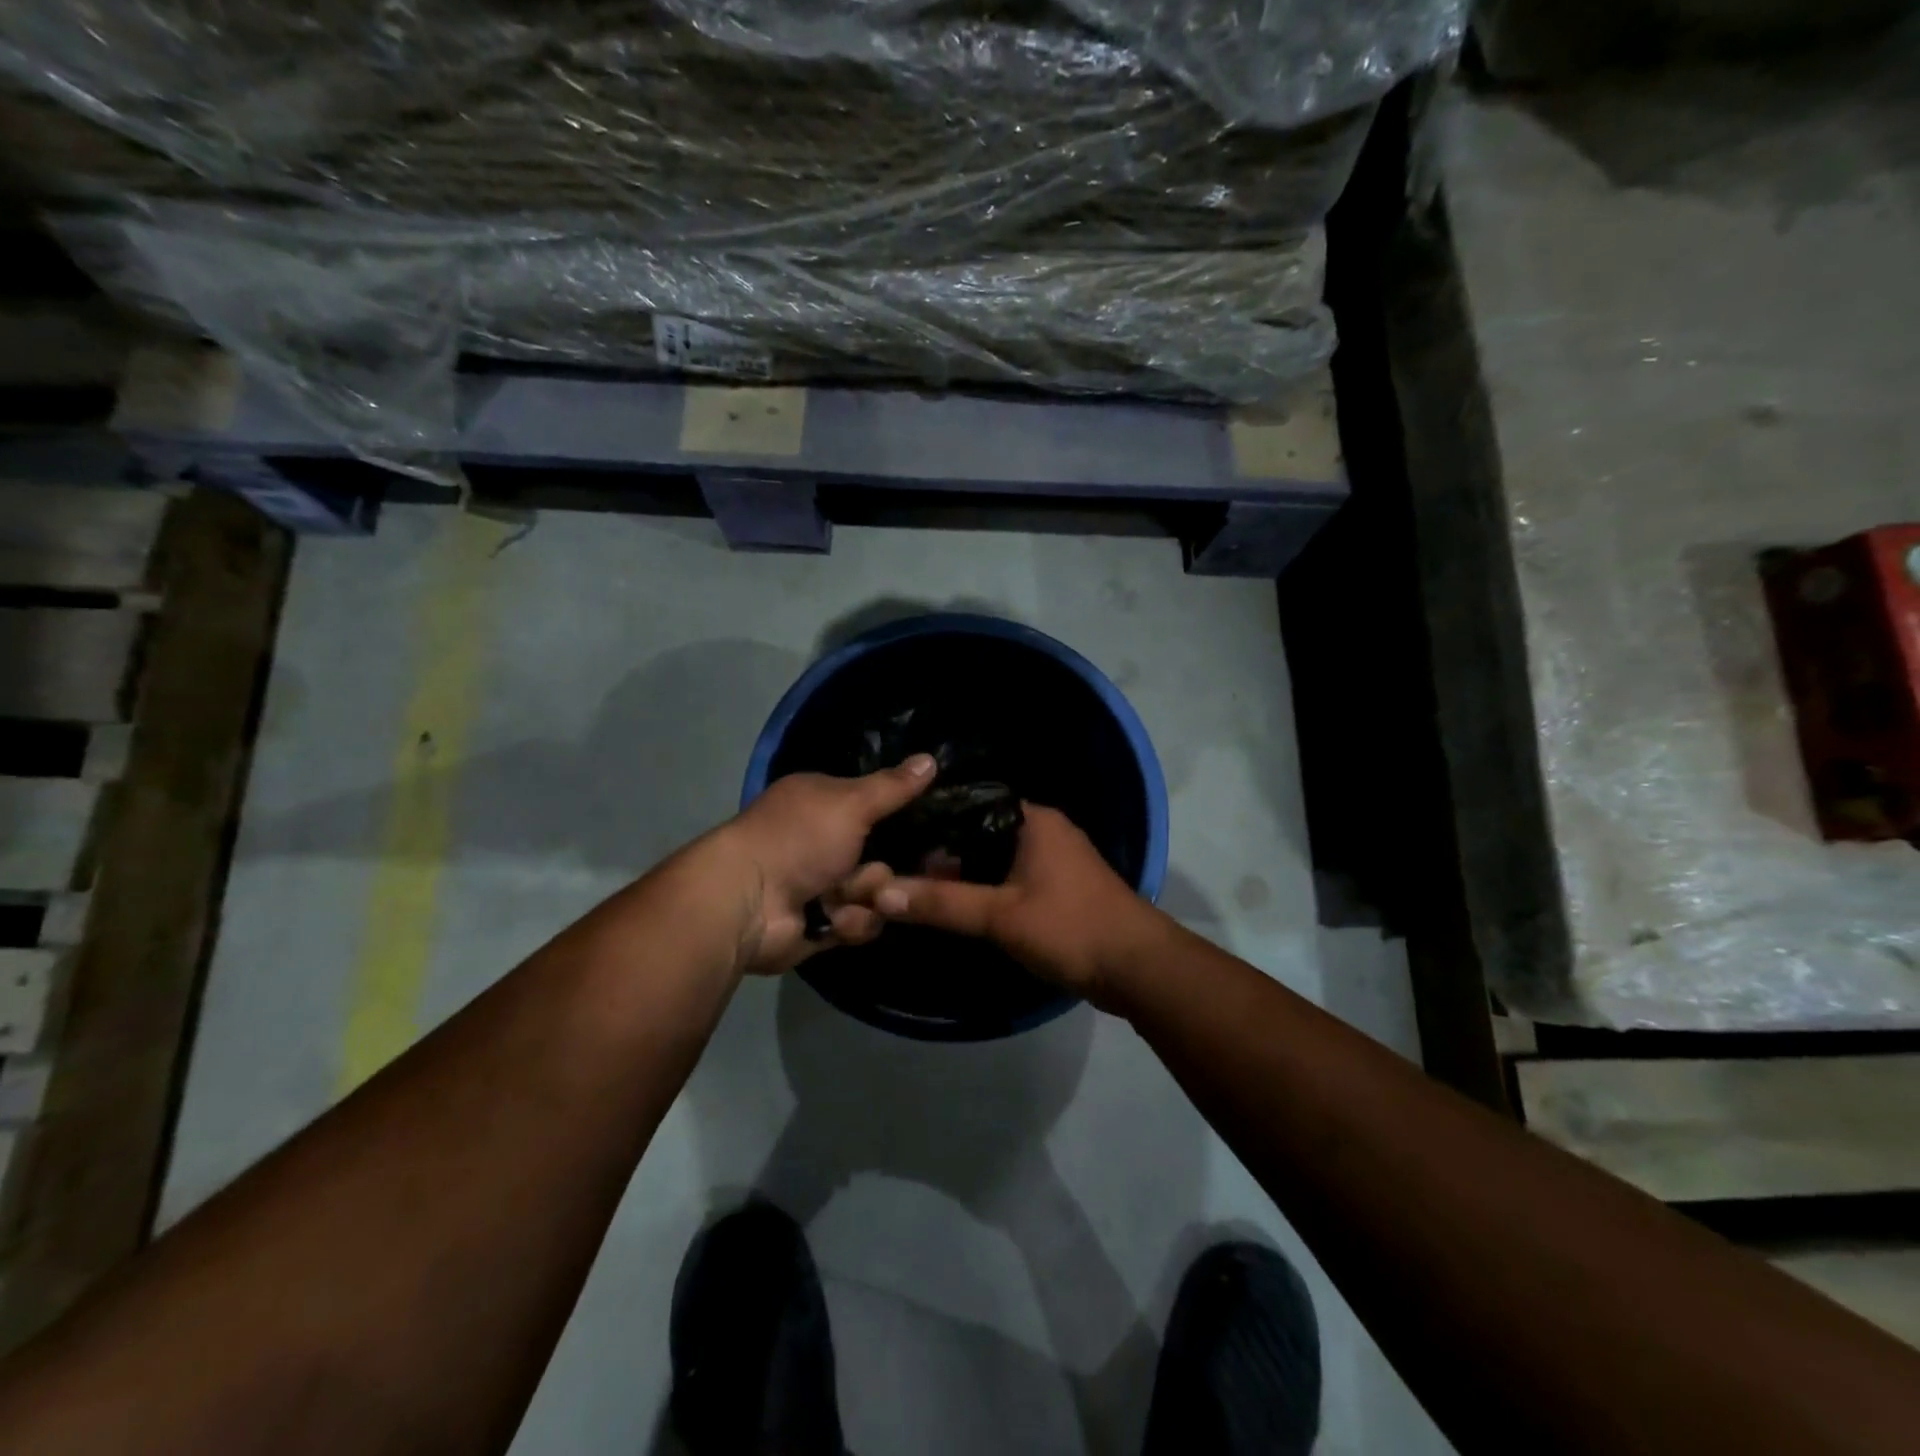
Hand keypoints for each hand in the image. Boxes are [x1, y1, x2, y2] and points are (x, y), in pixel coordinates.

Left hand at [713, 755, 935, 974]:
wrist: (749, 903)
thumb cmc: (799, 839)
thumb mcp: (852, 803)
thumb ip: (893, 787)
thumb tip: (931, 757)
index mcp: (823, 803)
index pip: (875, 806)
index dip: (900, 817)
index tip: (930, 827)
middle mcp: (821, 841)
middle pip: (881, 856)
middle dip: (880, 871)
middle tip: (873, 873)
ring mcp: (820, 885)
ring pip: (875, 893)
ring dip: (865, 898)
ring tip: (841, 900)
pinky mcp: (821, 924)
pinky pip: (860, 923)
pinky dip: (849, 923)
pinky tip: (831, 921)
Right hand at [870, 804, 1164, 1009]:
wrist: (1138, 968)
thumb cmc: (1069, 927)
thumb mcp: (1000, 915)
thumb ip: (942, 902)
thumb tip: (879, 892)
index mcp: (1034, 819)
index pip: (970, 804)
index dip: (933, 821)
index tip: (896, 839)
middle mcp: (1046, 831)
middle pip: (981, 834)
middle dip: (945, 854)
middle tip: (901, 870)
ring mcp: (1057, 860)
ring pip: (997, 859)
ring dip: (967, 875)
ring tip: (920, 889)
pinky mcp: (1061, 889)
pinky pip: (1014, 880)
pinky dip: (989, 891)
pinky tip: (961, 907)